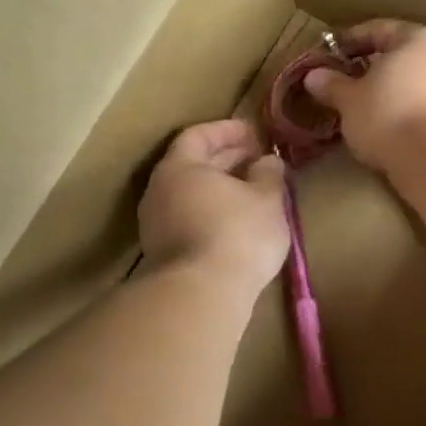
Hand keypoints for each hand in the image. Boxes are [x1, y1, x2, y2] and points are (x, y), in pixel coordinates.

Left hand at [138, 119, 288, 293]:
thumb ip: (269, 174)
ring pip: (190, 195)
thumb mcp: (267, 199)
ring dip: (220, 188)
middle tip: (256, 158)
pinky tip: (236, 224)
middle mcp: (160, 191)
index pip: (199, 135)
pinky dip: (212, 213)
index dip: (227, 130)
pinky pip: (189, 220)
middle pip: (192, 165)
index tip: (254, 132)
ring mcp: (156, 225)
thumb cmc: (237, 234)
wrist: (200, 295)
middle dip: (226, 159)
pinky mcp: (163, 254)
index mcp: (180, 167)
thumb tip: (268, 161)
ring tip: (251, 192)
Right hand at [303, 21, 425, 170]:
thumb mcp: (350, 101)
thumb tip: (313, 76)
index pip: (379, 29)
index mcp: (419, 37)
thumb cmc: (389, 116)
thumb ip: (332, 85)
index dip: (350, 41)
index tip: (329, 55)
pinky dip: (407, 111)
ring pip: (415, 82)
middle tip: (345, 83)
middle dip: (373, 68)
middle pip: (401, 56)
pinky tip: (390, 128)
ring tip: (365, 110)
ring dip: (391, 92)